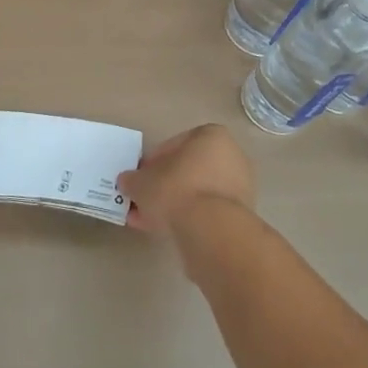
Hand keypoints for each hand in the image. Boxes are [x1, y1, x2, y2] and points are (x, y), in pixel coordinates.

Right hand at [118, 124, 255, 236]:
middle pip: (188, 170)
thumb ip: (133, 180)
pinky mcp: (241, 214)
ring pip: (198, 193)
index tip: (141, 179)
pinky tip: (168, 231)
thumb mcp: (142, 182)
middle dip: (165, 186)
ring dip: (175, 204)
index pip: (174, 145)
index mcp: (210, 136)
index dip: (153, 163)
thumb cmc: (176, 190)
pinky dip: (189, 219)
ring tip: (150, 221)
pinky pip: (208, 212)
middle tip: (145, 201)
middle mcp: (230, 155)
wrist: (212, 231)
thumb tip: (127, 182)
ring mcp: (239, 186)